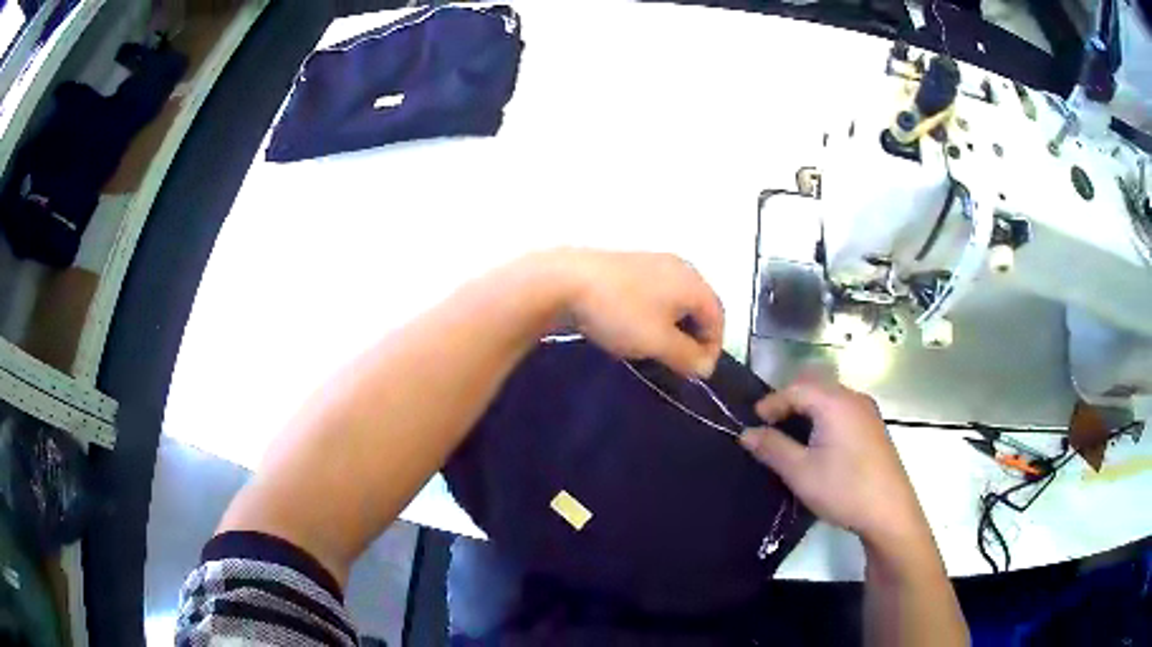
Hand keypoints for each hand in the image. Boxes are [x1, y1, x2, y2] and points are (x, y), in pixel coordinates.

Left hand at [556, 249, 723, 377]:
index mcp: (693, 282)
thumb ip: (688, 357)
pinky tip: (636, 328)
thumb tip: (705, 367)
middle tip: (680, 363)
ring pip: (675, 301)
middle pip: (699, 306)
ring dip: (674, 327)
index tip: (697, 373)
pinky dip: (655, 315)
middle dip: (694, 338)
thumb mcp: (658, 342)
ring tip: (657, 349)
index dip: (712, 348)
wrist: (565, 281)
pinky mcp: (629, 266)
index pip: (717, 317)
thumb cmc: (620, 312)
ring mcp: (653, 263)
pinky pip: (654, 294)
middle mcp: (679, 267)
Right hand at [738, 376, 928, 548]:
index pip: (795, 389)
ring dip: (808, 409)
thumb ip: (772, 448)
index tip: (752, 423)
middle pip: (814, 387)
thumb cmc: (843, 489)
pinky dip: (825, 416)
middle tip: (769, 426)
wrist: (889, 512)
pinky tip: (819, 442)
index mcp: (835, 403)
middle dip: (789, 402)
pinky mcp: (875, 427)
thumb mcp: (800, 472)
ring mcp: (868, 411)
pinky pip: (843, 409)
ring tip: (790, 434)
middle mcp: (853, 398)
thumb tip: (747, 433)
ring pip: (830, 398)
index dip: (771, 403)